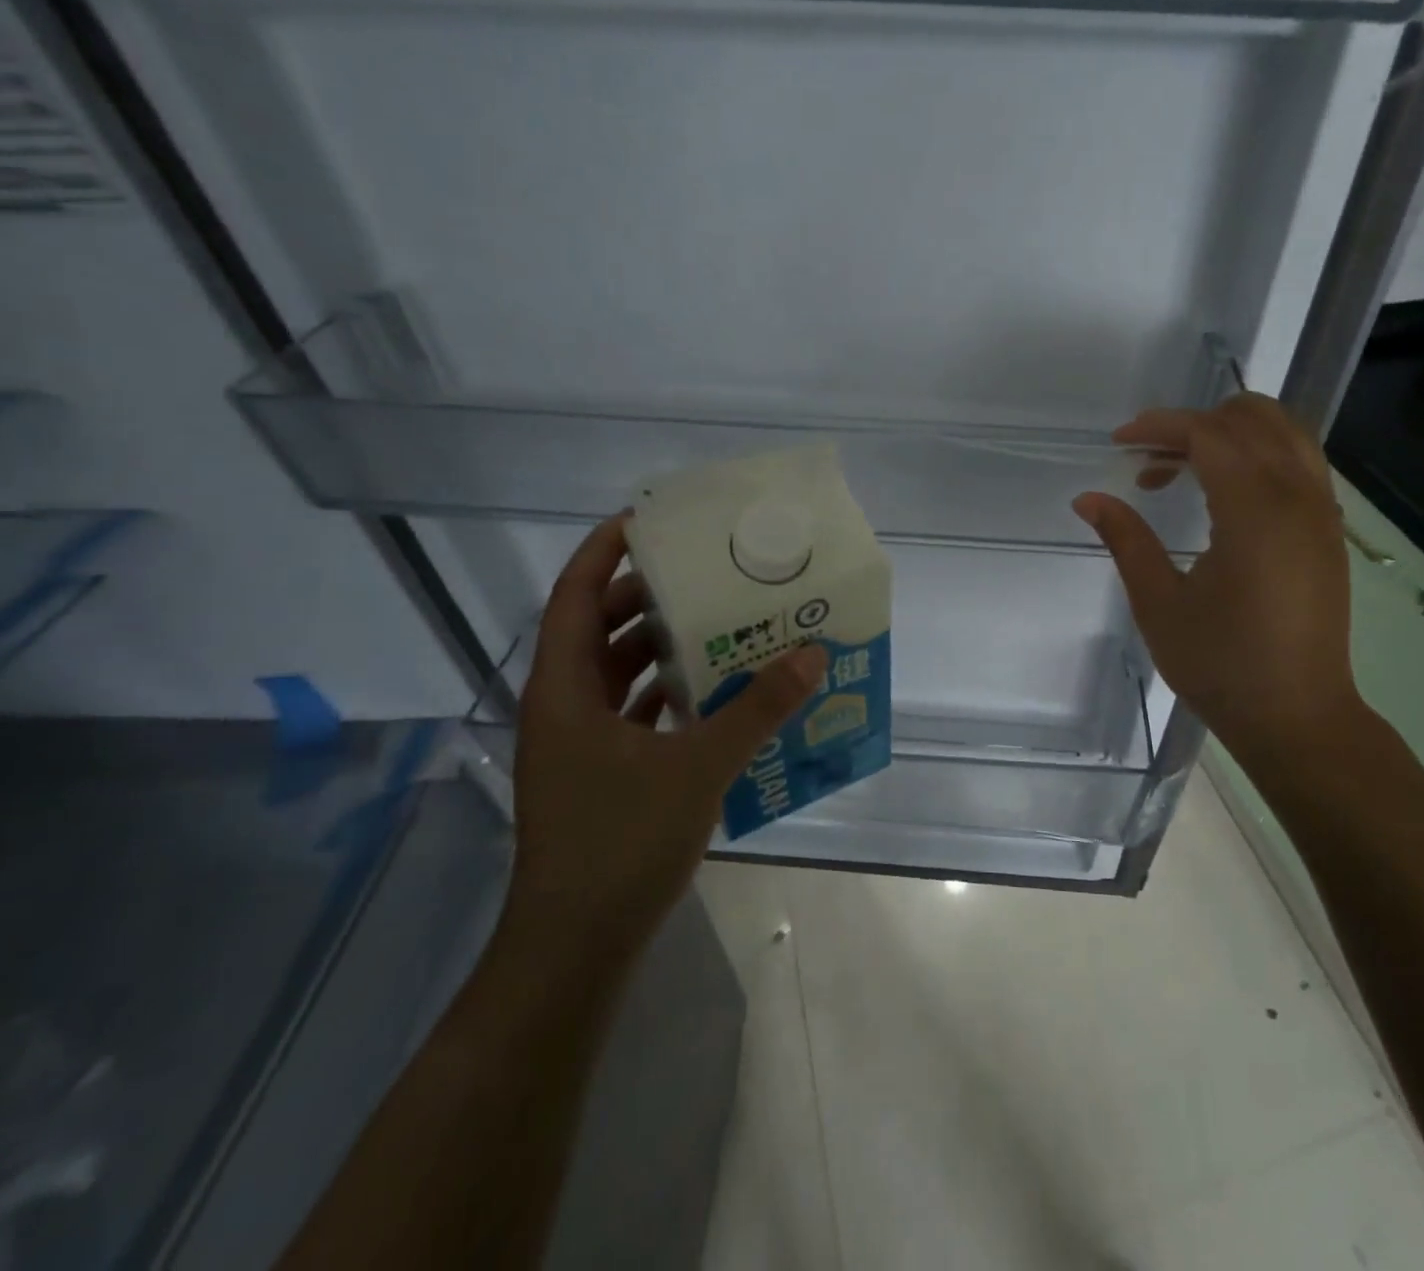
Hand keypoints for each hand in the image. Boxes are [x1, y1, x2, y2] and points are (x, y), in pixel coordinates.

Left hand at [508, 515, 825, 943]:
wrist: (576, 947)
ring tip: (718, 621)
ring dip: (661, 646)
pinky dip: (668, 693)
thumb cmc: (621, 843)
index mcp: (566, 689)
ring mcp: (580, 744)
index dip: (605, 551)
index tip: (649, 521)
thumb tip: (813, 654)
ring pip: (617, 673)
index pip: (576, 596)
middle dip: (647, 595)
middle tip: (706, 571)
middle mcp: (564, 706)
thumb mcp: (699, 767)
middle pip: (600, 629)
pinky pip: (633, 711)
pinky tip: (714, 691)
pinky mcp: (600, 774)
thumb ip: (758, 709)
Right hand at [1072, 393, 1364, 764]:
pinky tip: (1223, 491)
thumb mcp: (1159, 603)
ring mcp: (1322, 511)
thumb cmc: (1221, 664)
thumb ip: (1126, 540)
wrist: (1296, 716)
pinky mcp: (1328, 530)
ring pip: (1285, 431)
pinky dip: (1259, 453)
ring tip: (1183, 466)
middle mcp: (1298, 496)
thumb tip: (1087, 500)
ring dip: (1230, 432)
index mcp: (1256, 511)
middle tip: (1149, 458)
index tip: (1119, 442)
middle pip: (1252, 418)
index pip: (1209, 433)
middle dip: (1194, 423)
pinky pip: (1299, 460)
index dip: (1160, 426)